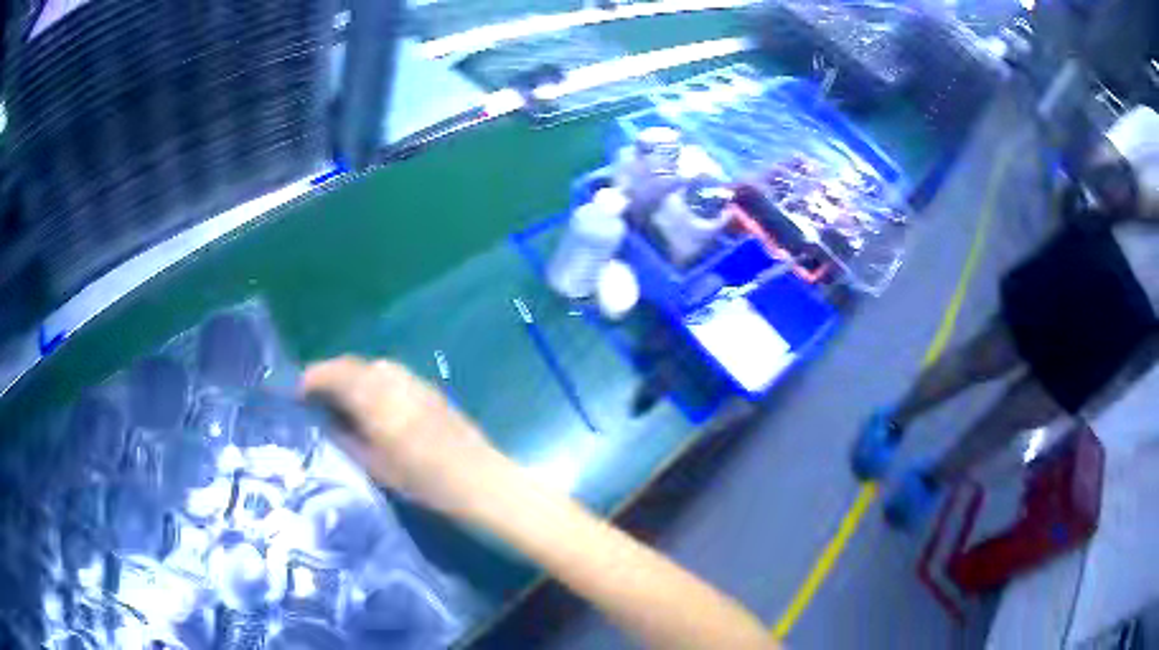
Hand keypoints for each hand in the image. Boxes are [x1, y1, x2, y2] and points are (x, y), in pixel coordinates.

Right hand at [300, 356, 502, 514]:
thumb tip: (328, 422)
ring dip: (352, 375)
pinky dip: (374, 380)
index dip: (313, 379)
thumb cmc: (424, 482)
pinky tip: (373, 404)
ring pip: (373, 365)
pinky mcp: (429, 388)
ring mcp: (414, 381)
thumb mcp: (376, 467)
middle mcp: (393, 380)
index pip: (335, 374)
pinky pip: (392, 374)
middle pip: (353, 364)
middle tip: (316, 396)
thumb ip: (347, 439)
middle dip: (330, 374)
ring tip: (342, 400)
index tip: (299, 394)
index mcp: (375, 399)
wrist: (478, 479)